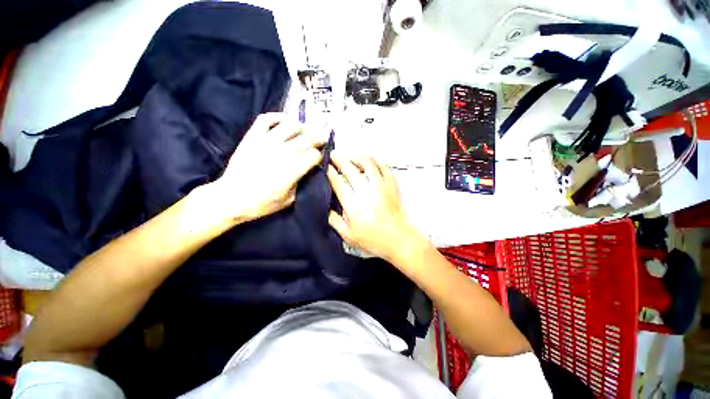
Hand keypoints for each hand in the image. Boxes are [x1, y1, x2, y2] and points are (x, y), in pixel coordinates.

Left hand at [207, 113, 325, 223]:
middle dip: (319, 137)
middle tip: (323, 137)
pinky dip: (278, 116)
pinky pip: (267, 119)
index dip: (319, 156)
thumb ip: (301, 182)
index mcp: (294, 169)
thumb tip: (307, 170)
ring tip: (306, 129)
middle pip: (308, 138)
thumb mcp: (290, 199)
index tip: (319, 158)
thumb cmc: (263, 203)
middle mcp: (284, 152)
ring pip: (291, 125)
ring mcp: (267, 141)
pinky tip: (286, 120)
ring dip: (302, 126)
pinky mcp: (253, 136)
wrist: (232, 198)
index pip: (314, 155)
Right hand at [327, 151, 424, 261]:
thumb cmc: (372, 239)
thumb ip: (334, 221)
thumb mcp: (348, 235)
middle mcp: (366, 192)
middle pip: (350, 169)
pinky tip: (371, 163)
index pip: (339, 183)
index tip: (327, 166)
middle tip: (334, 155)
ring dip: (358, 158)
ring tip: (352, 158)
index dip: (331, 173)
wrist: (397, 239)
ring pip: (368, 164)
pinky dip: (376, 162)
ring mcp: (381, 186)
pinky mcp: (392, 186)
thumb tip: (326, 208)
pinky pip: (384, 167)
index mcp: (353, 205)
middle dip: (340, 160)